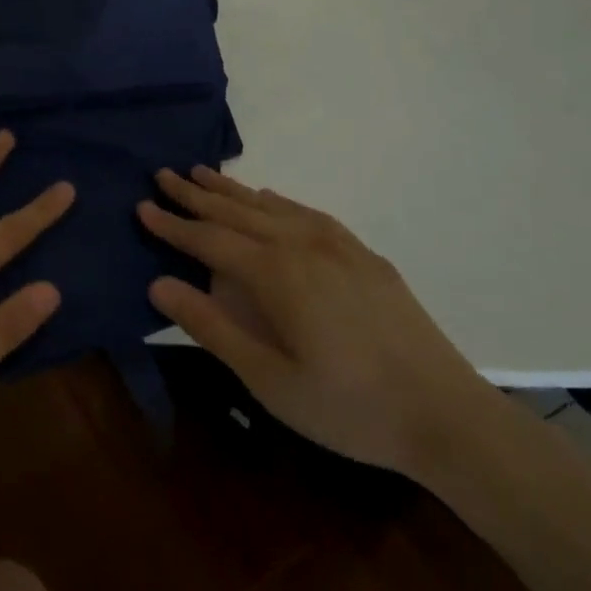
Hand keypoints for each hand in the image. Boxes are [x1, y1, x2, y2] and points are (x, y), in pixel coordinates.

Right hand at [139, 167, 501, 480]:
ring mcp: (338, 246)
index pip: (209, 239)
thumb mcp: (268, 380)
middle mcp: (302, 245)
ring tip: (202, 173)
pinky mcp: (364, 256)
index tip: (142, 205)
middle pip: (237, 211)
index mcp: (276, 274)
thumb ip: (211, 327)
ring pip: (271, 206)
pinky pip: (307, 214)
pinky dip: (278, 201)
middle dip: (196, 194)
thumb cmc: (349, 408)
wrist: (449, 417)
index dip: (172, 224)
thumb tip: (158, 284)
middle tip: (163, 173)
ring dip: (233, 189)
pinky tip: (269, 198)